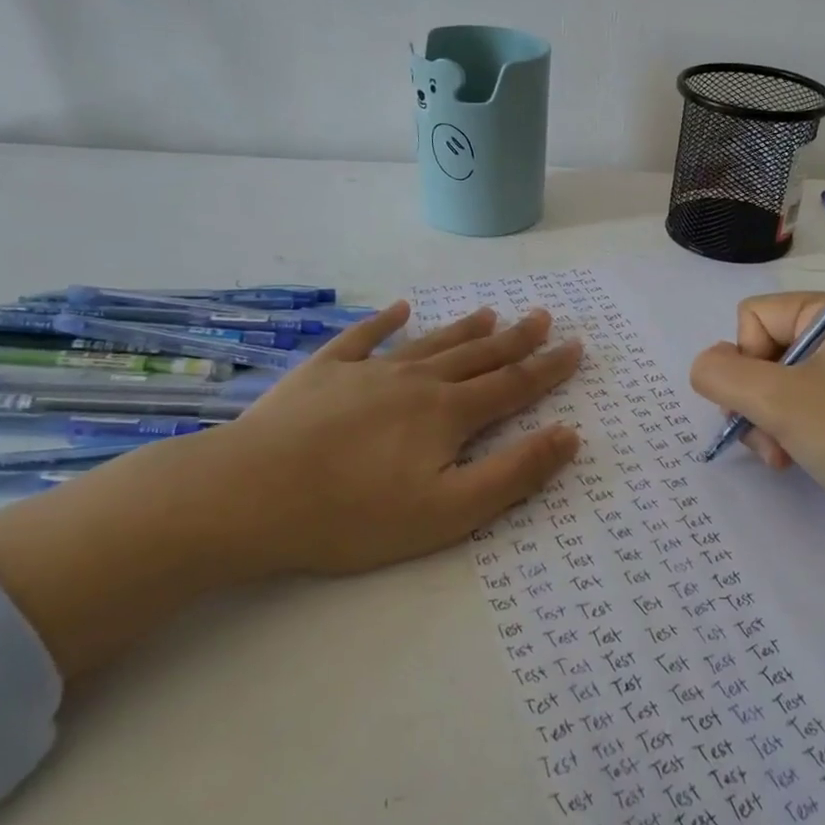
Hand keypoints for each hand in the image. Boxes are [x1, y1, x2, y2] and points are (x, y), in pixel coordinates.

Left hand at [0, 302, 581, 677]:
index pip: (513, 387)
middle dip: (514, 339)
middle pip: (477, 356)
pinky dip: (383, 322)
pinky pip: (362, 338)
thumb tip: (569, 436)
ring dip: (463, 329)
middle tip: (542, 316)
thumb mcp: (447, 512)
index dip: (548, 369)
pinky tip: (397, 308)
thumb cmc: (354, 515)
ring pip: (429, 343)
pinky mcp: (323, 373)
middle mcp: (416, 382)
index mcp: (447, 415)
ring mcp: (367, 372)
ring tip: (490, 313)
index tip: (575, 347)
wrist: (249, 496)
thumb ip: (513, 474)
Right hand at [688, 293, 824, 540]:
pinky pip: (804, 403)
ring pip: (778, 383)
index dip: (746, 360)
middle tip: (768, 440)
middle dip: (755, 399)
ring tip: (781, 457)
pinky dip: (790, 430)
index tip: (764, 403)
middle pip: (763, 350)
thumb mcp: (779, 402)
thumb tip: (706, 366)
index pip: (754, 316)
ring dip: (768, 421)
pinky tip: (795, 460)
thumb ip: (723, 375)